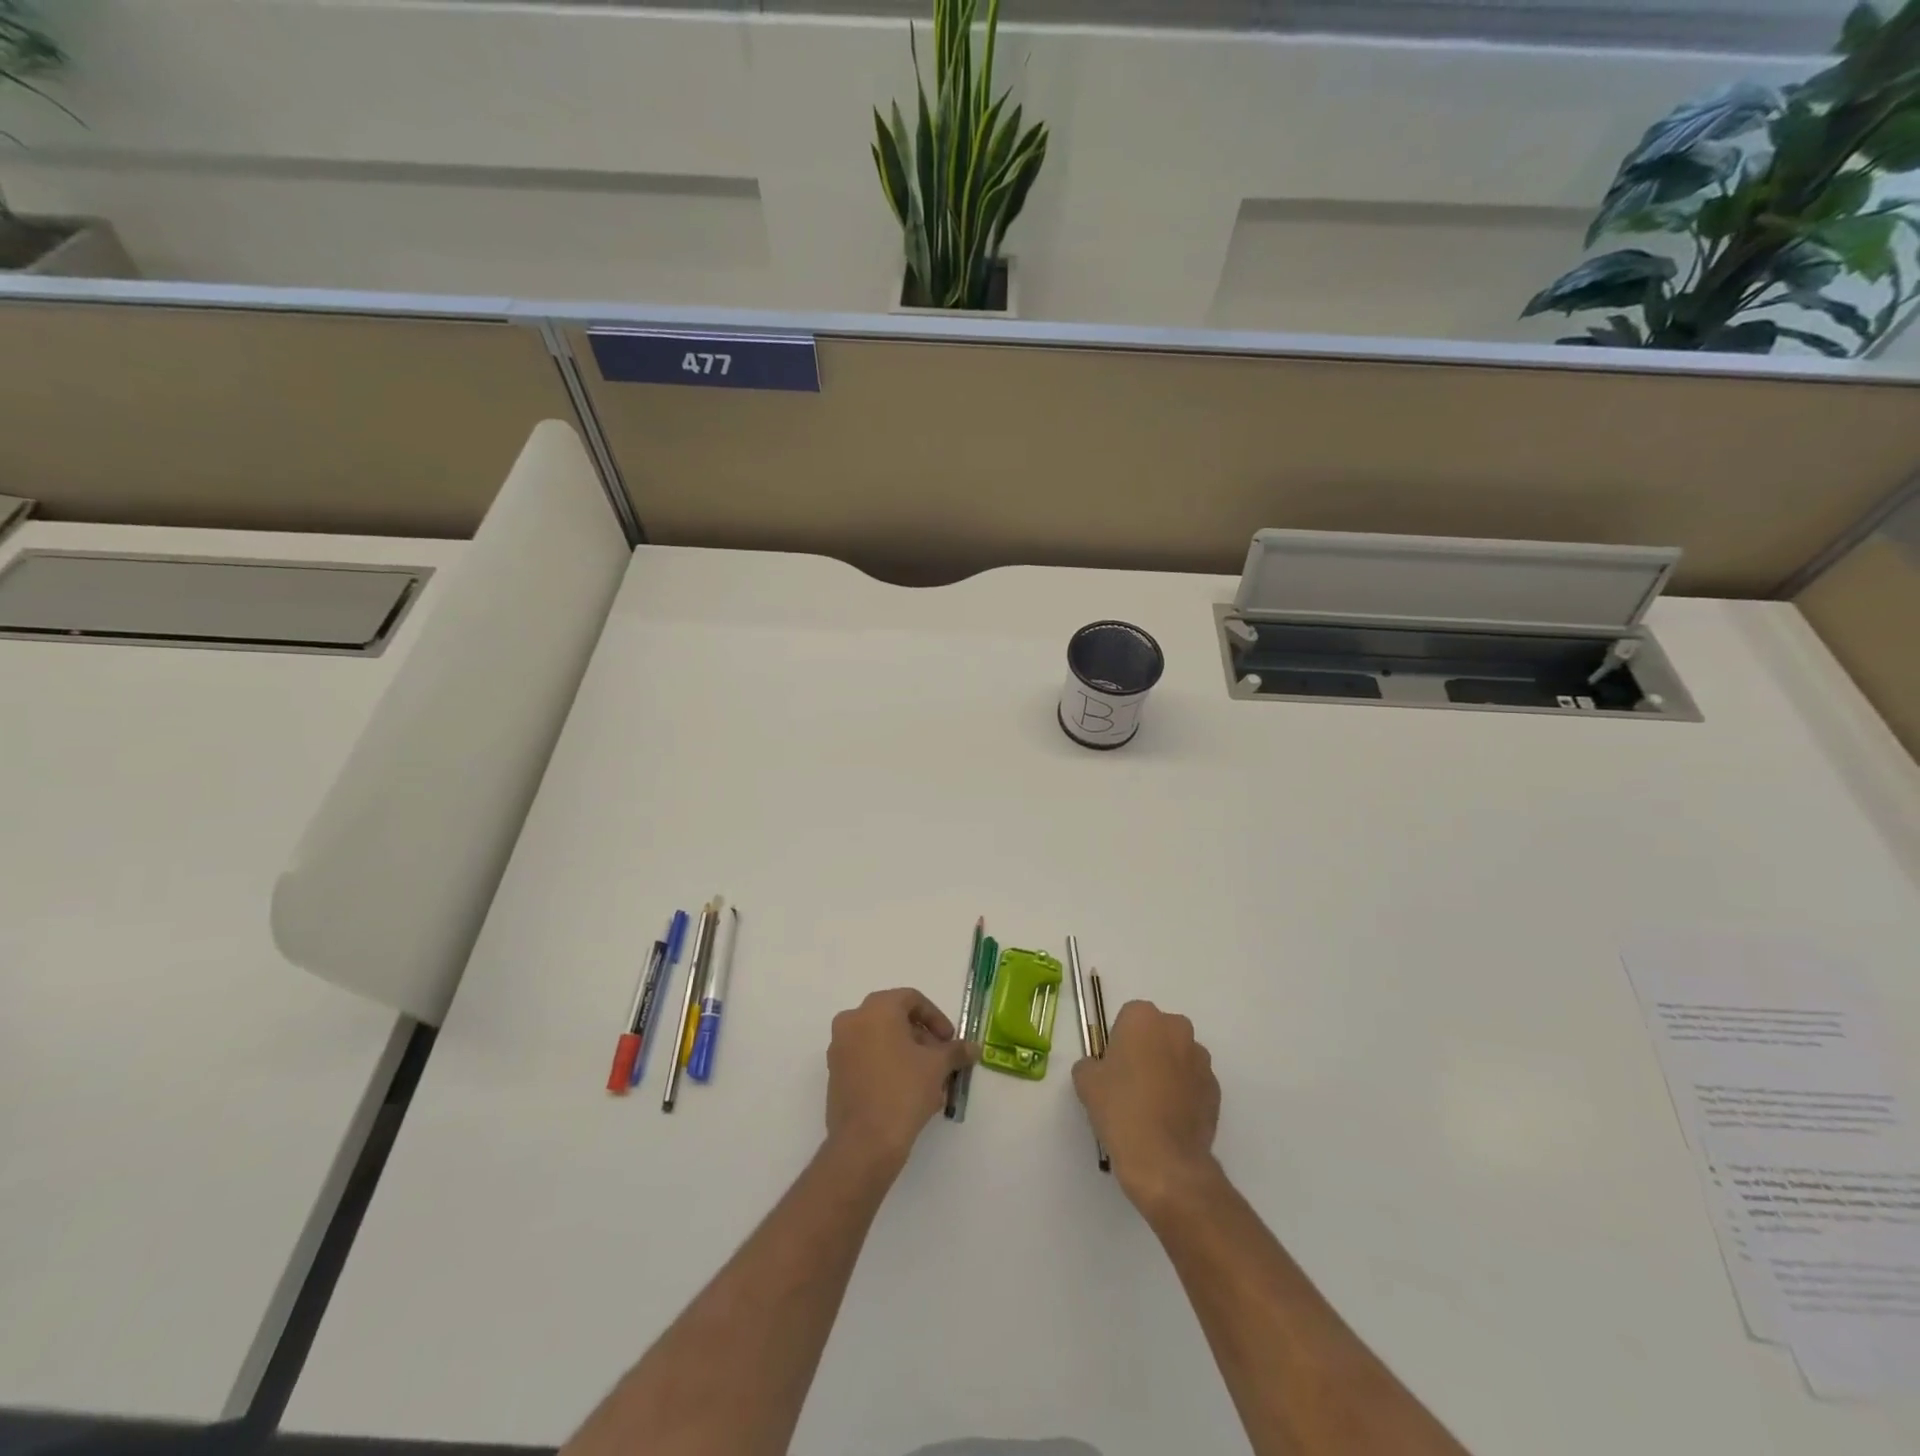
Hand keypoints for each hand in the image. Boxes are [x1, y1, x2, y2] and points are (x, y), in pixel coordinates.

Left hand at [825, 988, 976, 1168]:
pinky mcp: (835, 1074)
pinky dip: (888, 1067)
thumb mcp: (937, 1067)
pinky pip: (867, 1059)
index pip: (911, 999)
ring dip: (907, 1054)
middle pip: (894, 1019)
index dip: (936, 1018)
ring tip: (929, 1081)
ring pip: (880, 1041)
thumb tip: (973, 1048)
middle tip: (941, 1061)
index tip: (950, 1041)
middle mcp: (852, 1021)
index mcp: (876, 1009)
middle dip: (922, 1038)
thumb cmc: (903, 1091)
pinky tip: (908, 1093)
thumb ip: (955, 1051)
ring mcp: (839, 1048)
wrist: (864, 1143)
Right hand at [1073, 1000, 1220, 1214]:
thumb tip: (1099, 1068)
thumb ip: (1090, 1064)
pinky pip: (1194, 1082)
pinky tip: (1169, 1119)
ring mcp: (1201, 1060)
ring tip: (1152, 1105)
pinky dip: (1184, 1093)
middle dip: (1147, 1049)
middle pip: (1157, 1032)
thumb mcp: (1086, 1081)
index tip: (1112, 1066)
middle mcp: (1177, 1029)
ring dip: (1168, 1070)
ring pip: (1178, 1056)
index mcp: (1144, 1018)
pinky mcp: (1216, 1089)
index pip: (1128, 1018)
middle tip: (1130, 1082)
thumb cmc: (1120, 1108)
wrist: (1164, 1158)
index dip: (1118, 1041)